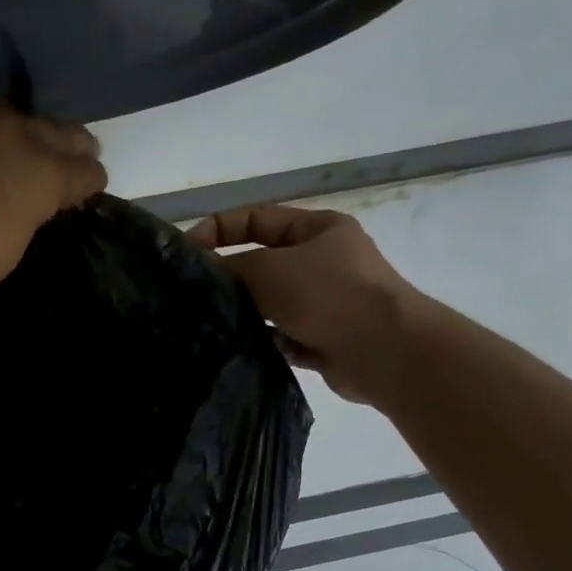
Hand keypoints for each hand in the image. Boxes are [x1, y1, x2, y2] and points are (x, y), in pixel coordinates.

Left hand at [0, 102, 104, 332]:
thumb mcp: (8, 250)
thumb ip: (31, 211)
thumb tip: (34, 197)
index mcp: (37, 168)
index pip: (82, 167)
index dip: (88, 181)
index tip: (86, 188)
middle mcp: (4, 127)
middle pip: (51, 129)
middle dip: (64, 146)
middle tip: (70, 159)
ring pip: (2, 116)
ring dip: (13, 134)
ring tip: (13, 151)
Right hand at [189, 205, 417, 407]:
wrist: (385, 351)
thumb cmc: (328, 294)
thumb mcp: (270, 268)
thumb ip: (231, 266)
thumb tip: (204, 270)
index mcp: (318, 229)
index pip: (256, 219)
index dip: (218, 229)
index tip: (186, 251)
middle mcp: (323, 262)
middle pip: (263, 263)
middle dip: (231, 276)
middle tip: (194, 293)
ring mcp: (326, 303)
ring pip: (271, 304)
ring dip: (246, 312)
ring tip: (211, 324)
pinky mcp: (324, 340)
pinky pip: (282, 337)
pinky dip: (264, 341)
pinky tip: (240, 349)